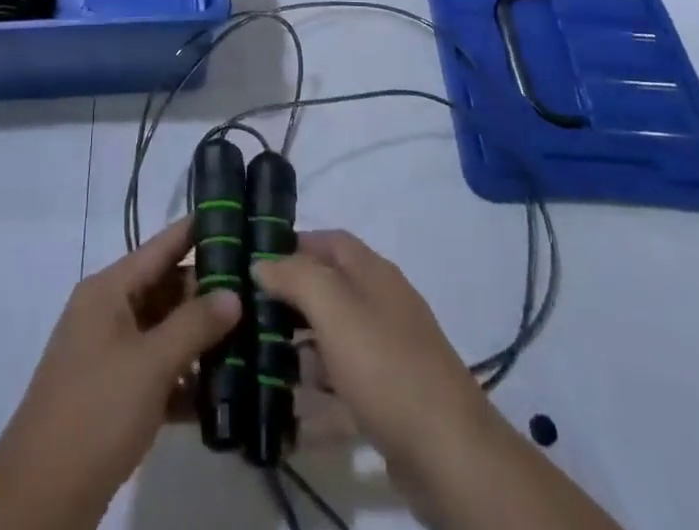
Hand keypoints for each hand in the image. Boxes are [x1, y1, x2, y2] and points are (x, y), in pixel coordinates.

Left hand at [0, 218, 239, 529]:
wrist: (41, 495)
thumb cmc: (96, 410)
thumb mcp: (151, 364)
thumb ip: (194, 325)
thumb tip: (234, 293)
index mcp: (109, 290)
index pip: (160, 246)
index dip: (197, 231)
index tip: (238, 219)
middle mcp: (108, 312)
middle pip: (165, 288)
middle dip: (208, 292)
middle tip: (258, 290)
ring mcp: (109, 354)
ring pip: (164, 331)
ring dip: (201, 338)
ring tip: (252, 337)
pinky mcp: (114, 394)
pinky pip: (157, 371)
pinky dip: (185, 378)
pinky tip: (223, 392)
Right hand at [256, 230, 494, 481]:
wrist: (452, 457)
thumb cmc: (387, 368)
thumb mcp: (335, 310)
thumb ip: (296, 277)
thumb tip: (262, 262)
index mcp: (374, 274)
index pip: (328, 241)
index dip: (292, 245)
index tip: (252, 262)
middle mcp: (382, 307)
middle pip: (328, 292)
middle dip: (288, 303)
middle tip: (246, 318)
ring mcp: (387, 357)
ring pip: (332, 344)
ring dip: (297, 354)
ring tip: (256, 368)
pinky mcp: (389, 404)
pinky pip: (342, 393)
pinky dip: (316, 404)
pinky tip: (286, 422)